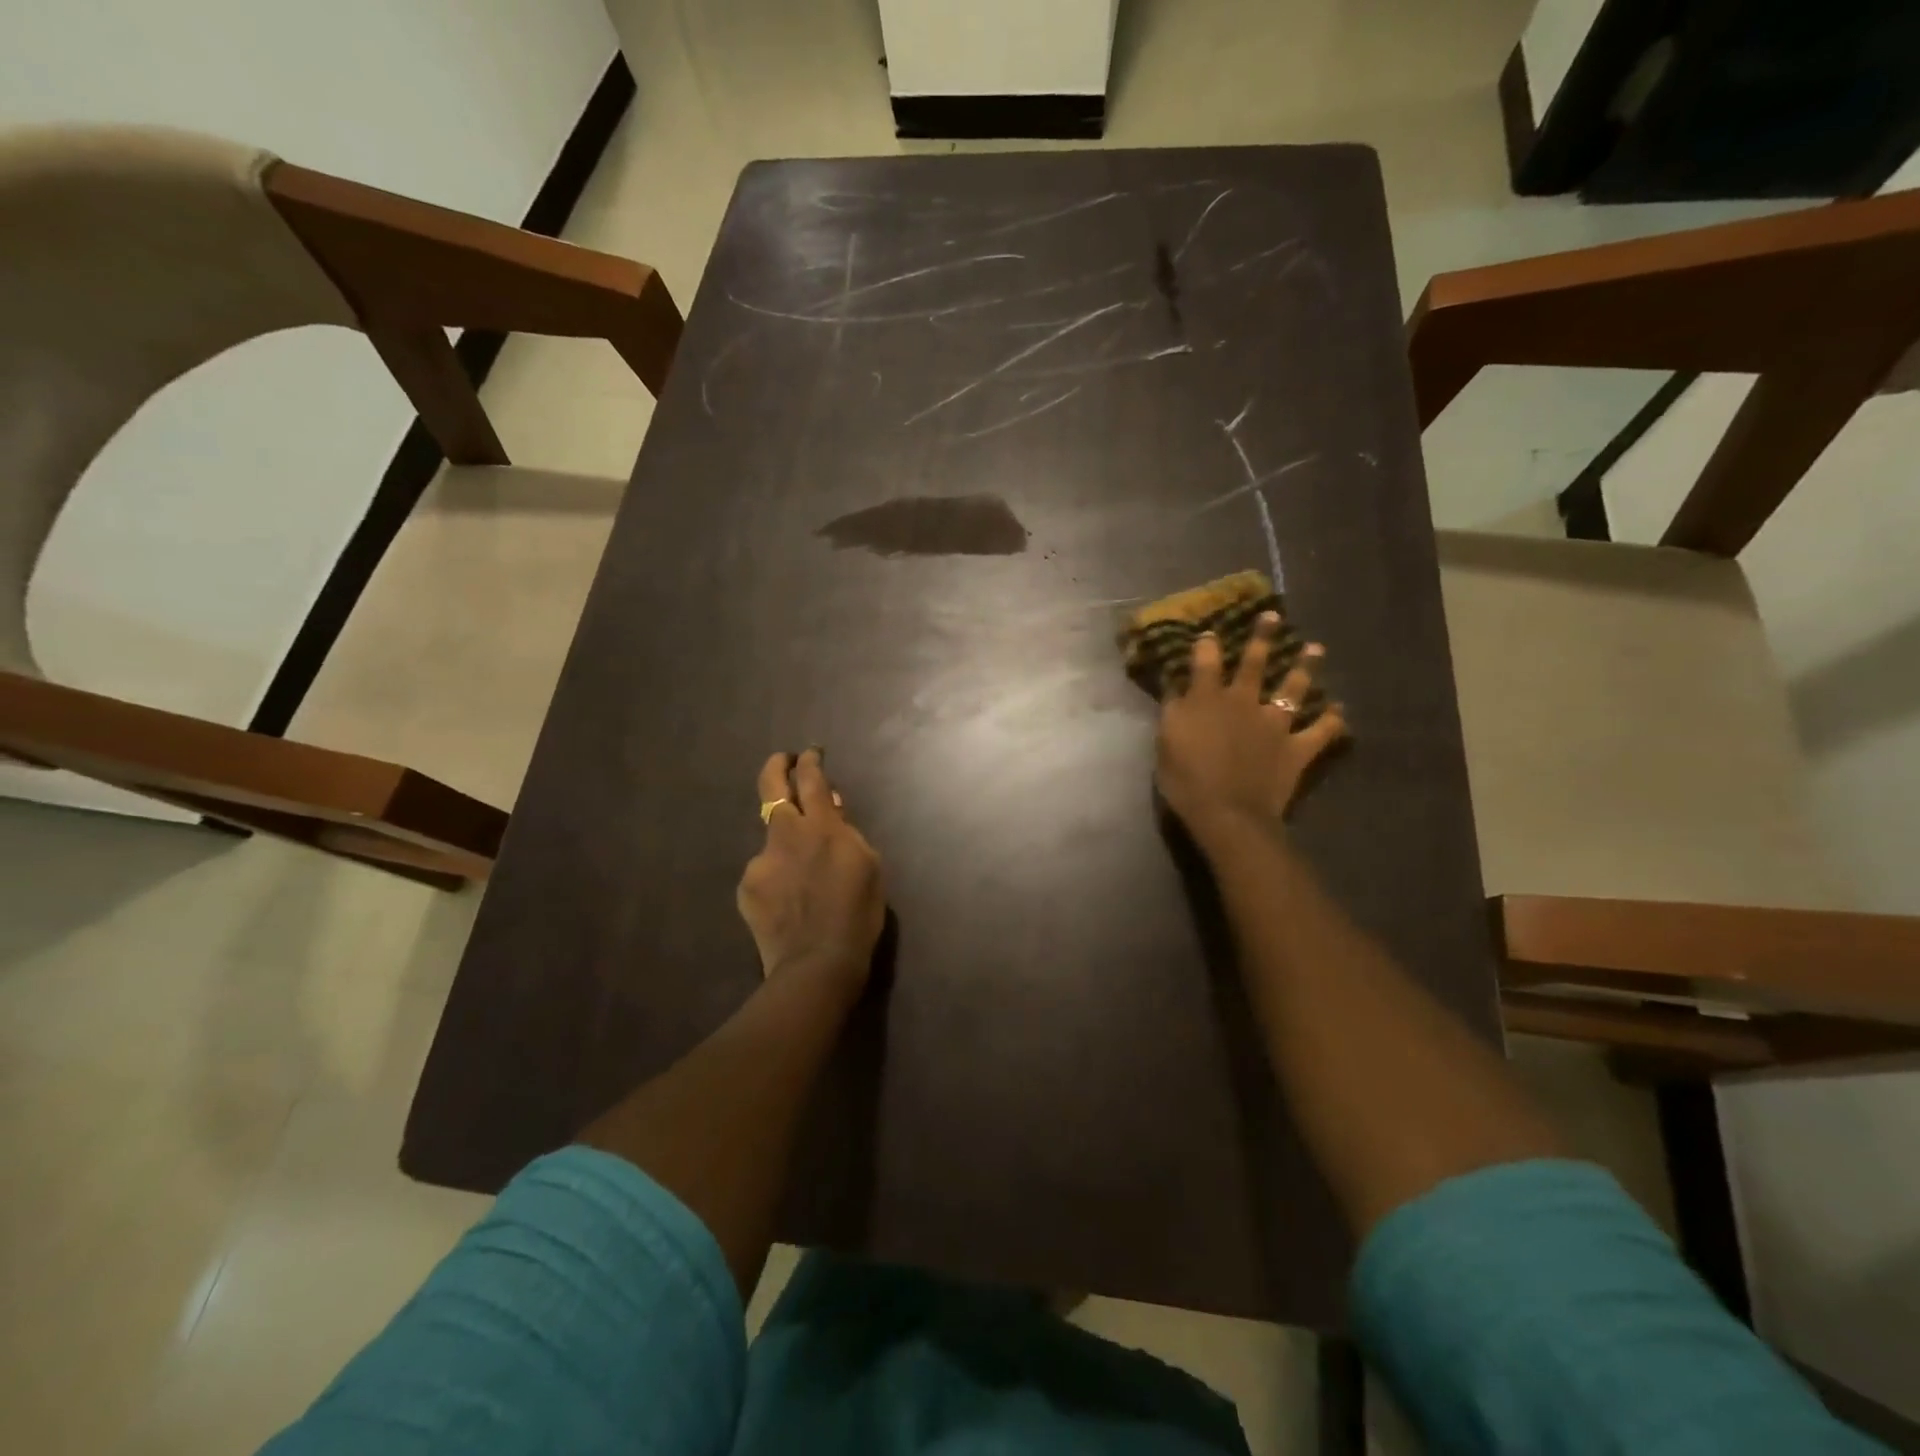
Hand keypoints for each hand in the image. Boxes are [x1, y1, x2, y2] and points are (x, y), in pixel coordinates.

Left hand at [738, 748, 885, 987]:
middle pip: (772, 786)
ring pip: (772, 837)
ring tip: (803, 875)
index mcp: (822, 827)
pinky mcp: (747, 886)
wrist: (817, 963)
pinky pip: (764, 870)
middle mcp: (786, 834)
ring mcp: (761, 860)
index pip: (812, 779)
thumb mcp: (870, 866)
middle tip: (784, 761)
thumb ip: (849, 833)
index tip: (810, 754)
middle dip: (777, 766)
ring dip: (786, 842)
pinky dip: (777, 876)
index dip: (810, 761)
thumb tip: (833, 811)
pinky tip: (789, 900)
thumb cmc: (857, 915)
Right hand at [1156, 614, 1346, 841]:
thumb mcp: (1166, 741)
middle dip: (1263, 637)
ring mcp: (1274, 724)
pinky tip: (1339, 709)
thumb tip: (1176, 685)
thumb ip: (1173, 710)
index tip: (1209, 632)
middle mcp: (1243, 702)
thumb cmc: (1186, 779)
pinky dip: (1331, 720)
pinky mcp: (1296, 748)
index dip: (1206, 644)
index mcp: (1207, 699)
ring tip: (1315, 649)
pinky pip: (1320, 731)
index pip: (1205, 662)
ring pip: (1293, 688)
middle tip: (1273, 616)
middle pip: (1254, 663)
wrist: (1227, 813)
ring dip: (1305, 667)